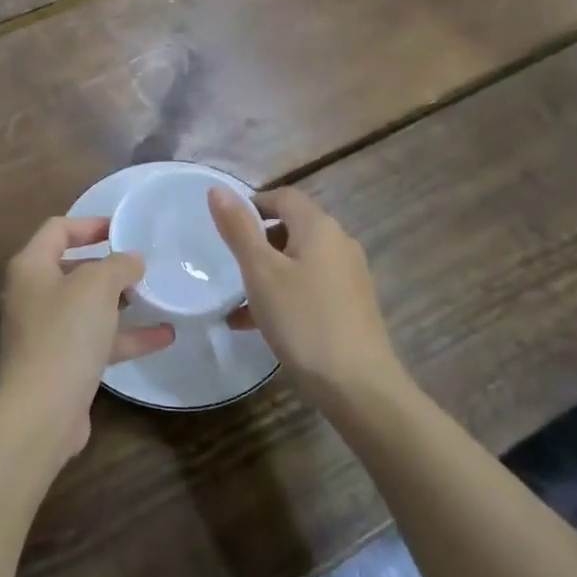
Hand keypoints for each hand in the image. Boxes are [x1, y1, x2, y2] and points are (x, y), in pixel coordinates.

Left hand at [0, 216, 174, 465]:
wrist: (42, 411)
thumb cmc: (65, 334)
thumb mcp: (97, 286)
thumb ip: (118, 265)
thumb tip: (131, 260)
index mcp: (31, 267)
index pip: (58, 229)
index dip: (90, 223)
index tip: (124, 228)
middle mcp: (33, 294)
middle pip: (73, 267)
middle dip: (108, 265)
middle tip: (142, 264)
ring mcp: (46, 331)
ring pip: (87, 306)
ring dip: (120, 301)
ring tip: (155, 295)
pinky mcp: (62, 363)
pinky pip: (97, 339)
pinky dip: (126, 336)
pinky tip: (164, 336)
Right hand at [208, 187, 400, 404]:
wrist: (358, 387)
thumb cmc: (303, 320)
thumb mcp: (260, 272)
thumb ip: (239, 229)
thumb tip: (218, 189)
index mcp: (319, 228)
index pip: (284, 196)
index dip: (253, 204)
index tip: (226, 228)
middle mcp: (340, 244)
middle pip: (293, 228)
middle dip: (259, 243)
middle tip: (230, 266)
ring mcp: (349, 277)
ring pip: (299, 262)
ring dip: (268, 274)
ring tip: (237, 302)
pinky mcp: (352, 307)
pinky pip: (310, 288)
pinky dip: (285, 295)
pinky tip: (259, 325)